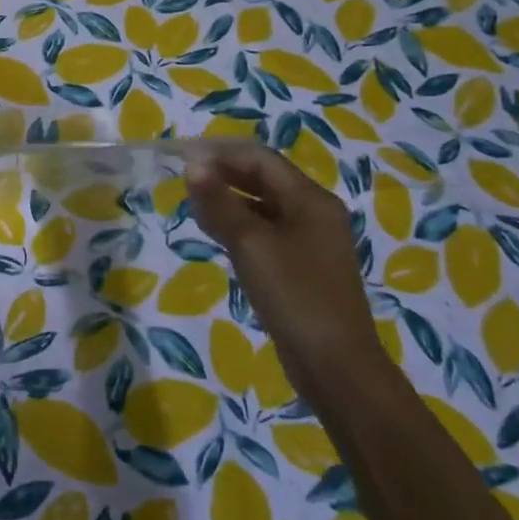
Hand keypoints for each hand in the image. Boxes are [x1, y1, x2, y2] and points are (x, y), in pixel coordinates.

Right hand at [184, 142, 378, 402]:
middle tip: (184, 180)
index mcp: (311, 200)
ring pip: (263, 205)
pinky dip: (239, 224)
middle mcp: (314, 212)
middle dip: (224, 174)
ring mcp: (310, 240)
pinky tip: (215, 233)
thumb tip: (193, 165)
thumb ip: (219, 202)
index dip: (221, 153)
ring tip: (193, 205)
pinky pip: (266, 231)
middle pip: (264, 179)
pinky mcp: (301, 266)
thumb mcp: (250, 244)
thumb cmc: (294, 296)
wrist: (335, 365)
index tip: (183, 159)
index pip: (261, 158)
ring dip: (229, 199)